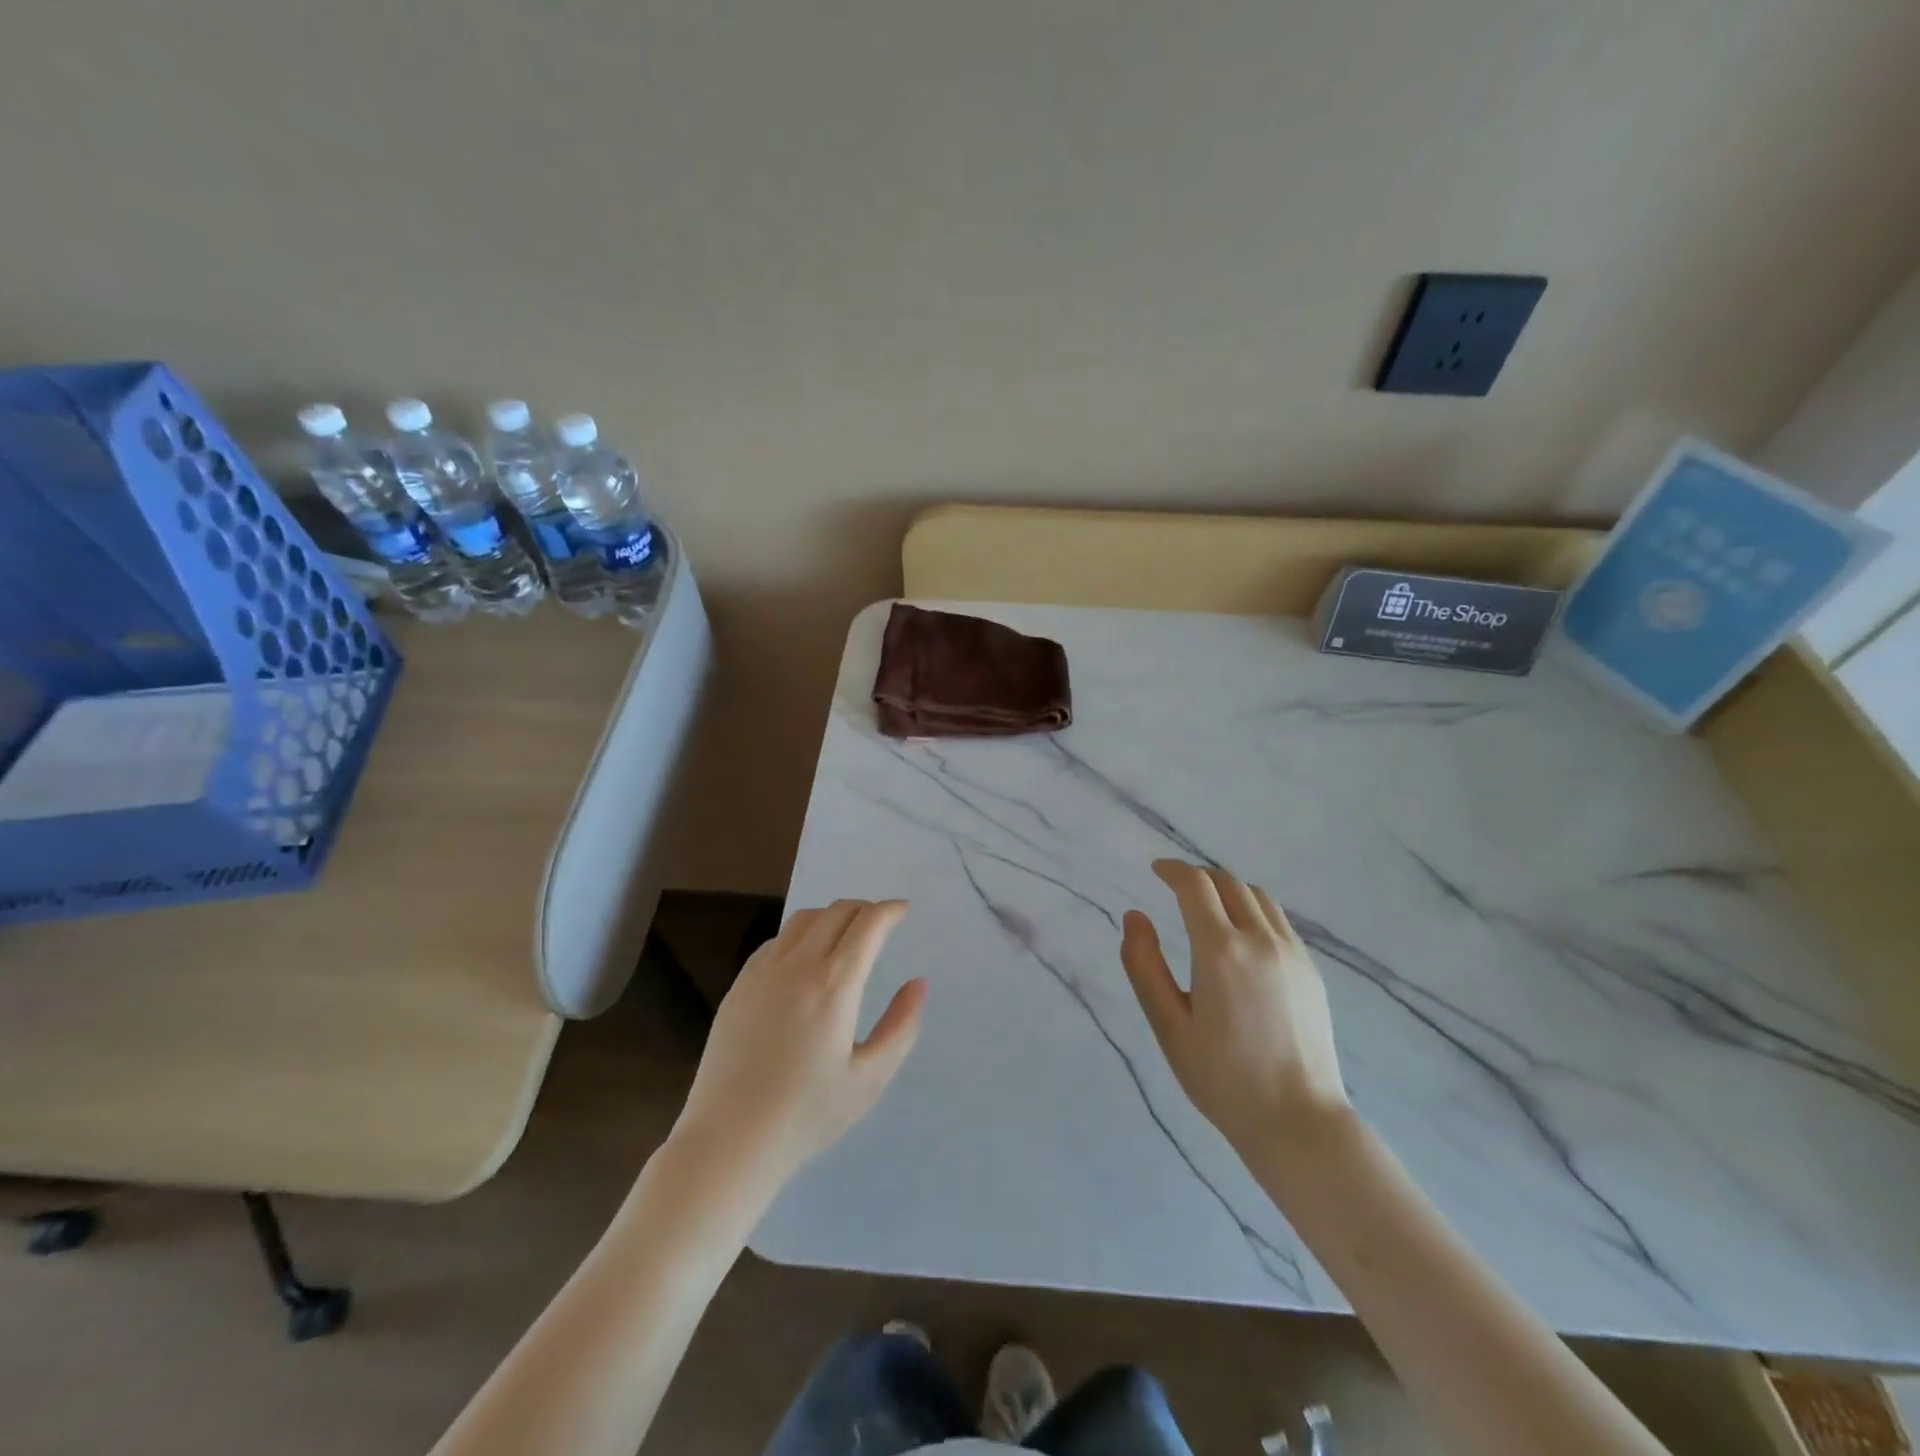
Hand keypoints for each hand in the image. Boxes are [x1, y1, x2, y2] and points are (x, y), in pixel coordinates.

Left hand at [673, 900, 926, 1194]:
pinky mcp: (739, 985)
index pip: (868, 923)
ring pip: (803, 919)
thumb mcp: (869, 1079)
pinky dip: (801, 935)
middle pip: (837, 911)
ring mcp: (763, 972)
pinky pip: (776, 941)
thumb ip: (901, 1027)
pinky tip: (805, 960)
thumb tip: (919, 984)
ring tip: (846, 936)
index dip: (890, 910)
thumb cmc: (807, 1115)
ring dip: (832, 917)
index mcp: (835, 984)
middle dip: (865, 909)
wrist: (729, 1141)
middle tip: (882, 924)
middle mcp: (798, 964)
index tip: (904, 911)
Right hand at [1120, 860, 1349, 1155]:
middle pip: (1228, 883)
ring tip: (1208, 907)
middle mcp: (1259, 940)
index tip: (1156, 870)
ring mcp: (1292, 953)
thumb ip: (1144, 965)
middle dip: (1199, 876)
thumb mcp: (1168, 1025)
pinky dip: (1253, 911)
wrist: (1298, 1121)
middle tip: (1176, 888)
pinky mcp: (1310, 971)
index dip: (1173, 870)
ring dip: (1228, 890)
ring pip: (1258, 897)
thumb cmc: (1222, 1078)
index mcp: (1220, 950)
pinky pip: (1278, 921)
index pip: (1195, 885)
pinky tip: (1242, 937)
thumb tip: (1134, 917)